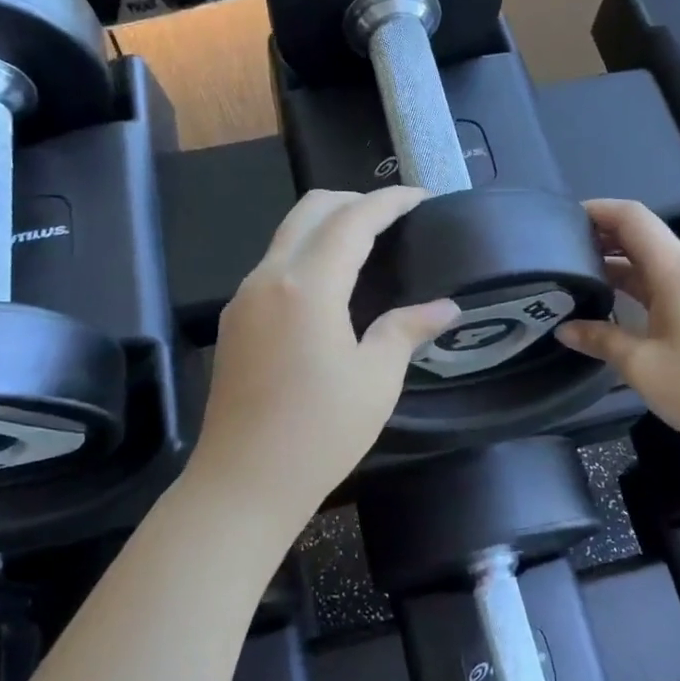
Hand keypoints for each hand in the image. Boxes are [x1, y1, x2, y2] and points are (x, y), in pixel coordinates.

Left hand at [190, 188, 458, 518]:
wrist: (243, 483)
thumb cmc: (319, 433)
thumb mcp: (376, 380)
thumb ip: (407, 330)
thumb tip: (445, 307)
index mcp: (307, 286)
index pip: (352, 220)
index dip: (389, 201)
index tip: (421, 197)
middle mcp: (268, 278)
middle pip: (310, 210)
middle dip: (354, 201)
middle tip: (394, 217)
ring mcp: (244, 298)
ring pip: (286, 235)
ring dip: (327, 226)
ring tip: (367, 246)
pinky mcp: (234, 321)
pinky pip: (273, 266)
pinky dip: (306, 254)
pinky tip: (331, 285)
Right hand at [556, 200, 679, 453]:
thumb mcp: (640, 365)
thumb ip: (600, 339)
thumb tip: (564, 330)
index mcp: (677, 270)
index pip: (633, 218)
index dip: (598, 210)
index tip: (562, 219)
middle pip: (644, 235)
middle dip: (603, 237)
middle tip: (561, 252)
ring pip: (656, 261)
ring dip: (620, 263)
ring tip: (579, 275)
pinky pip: (670, 281)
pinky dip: (639, 283)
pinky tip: (615, 302)